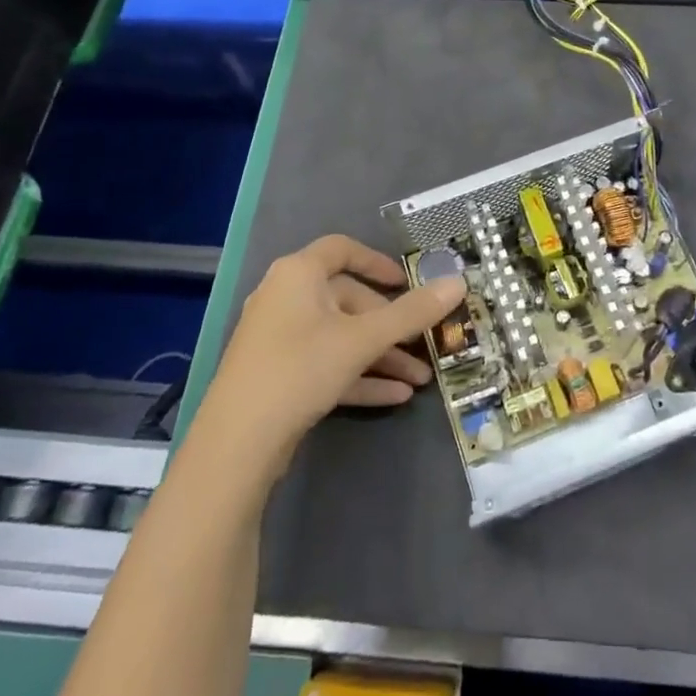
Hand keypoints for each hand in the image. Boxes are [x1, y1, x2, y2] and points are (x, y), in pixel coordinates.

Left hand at [204, 235, 465, 479]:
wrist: (236, 445)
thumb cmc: (300, 369)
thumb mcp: (363, 340)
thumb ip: (412, 313)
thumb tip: (459, 282)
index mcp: (298, 274)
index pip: (341, 250)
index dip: (377, 262)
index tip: (407, 282)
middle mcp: (285, 297)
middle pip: (348, 300)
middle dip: (390, 326)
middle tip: (424, 345)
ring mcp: (279, 339)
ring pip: (340, 337)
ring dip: (380, 356)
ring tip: (420, 380)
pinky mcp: (278, 376)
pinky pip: (326, 364)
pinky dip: (358, 376)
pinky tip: (395, 397)